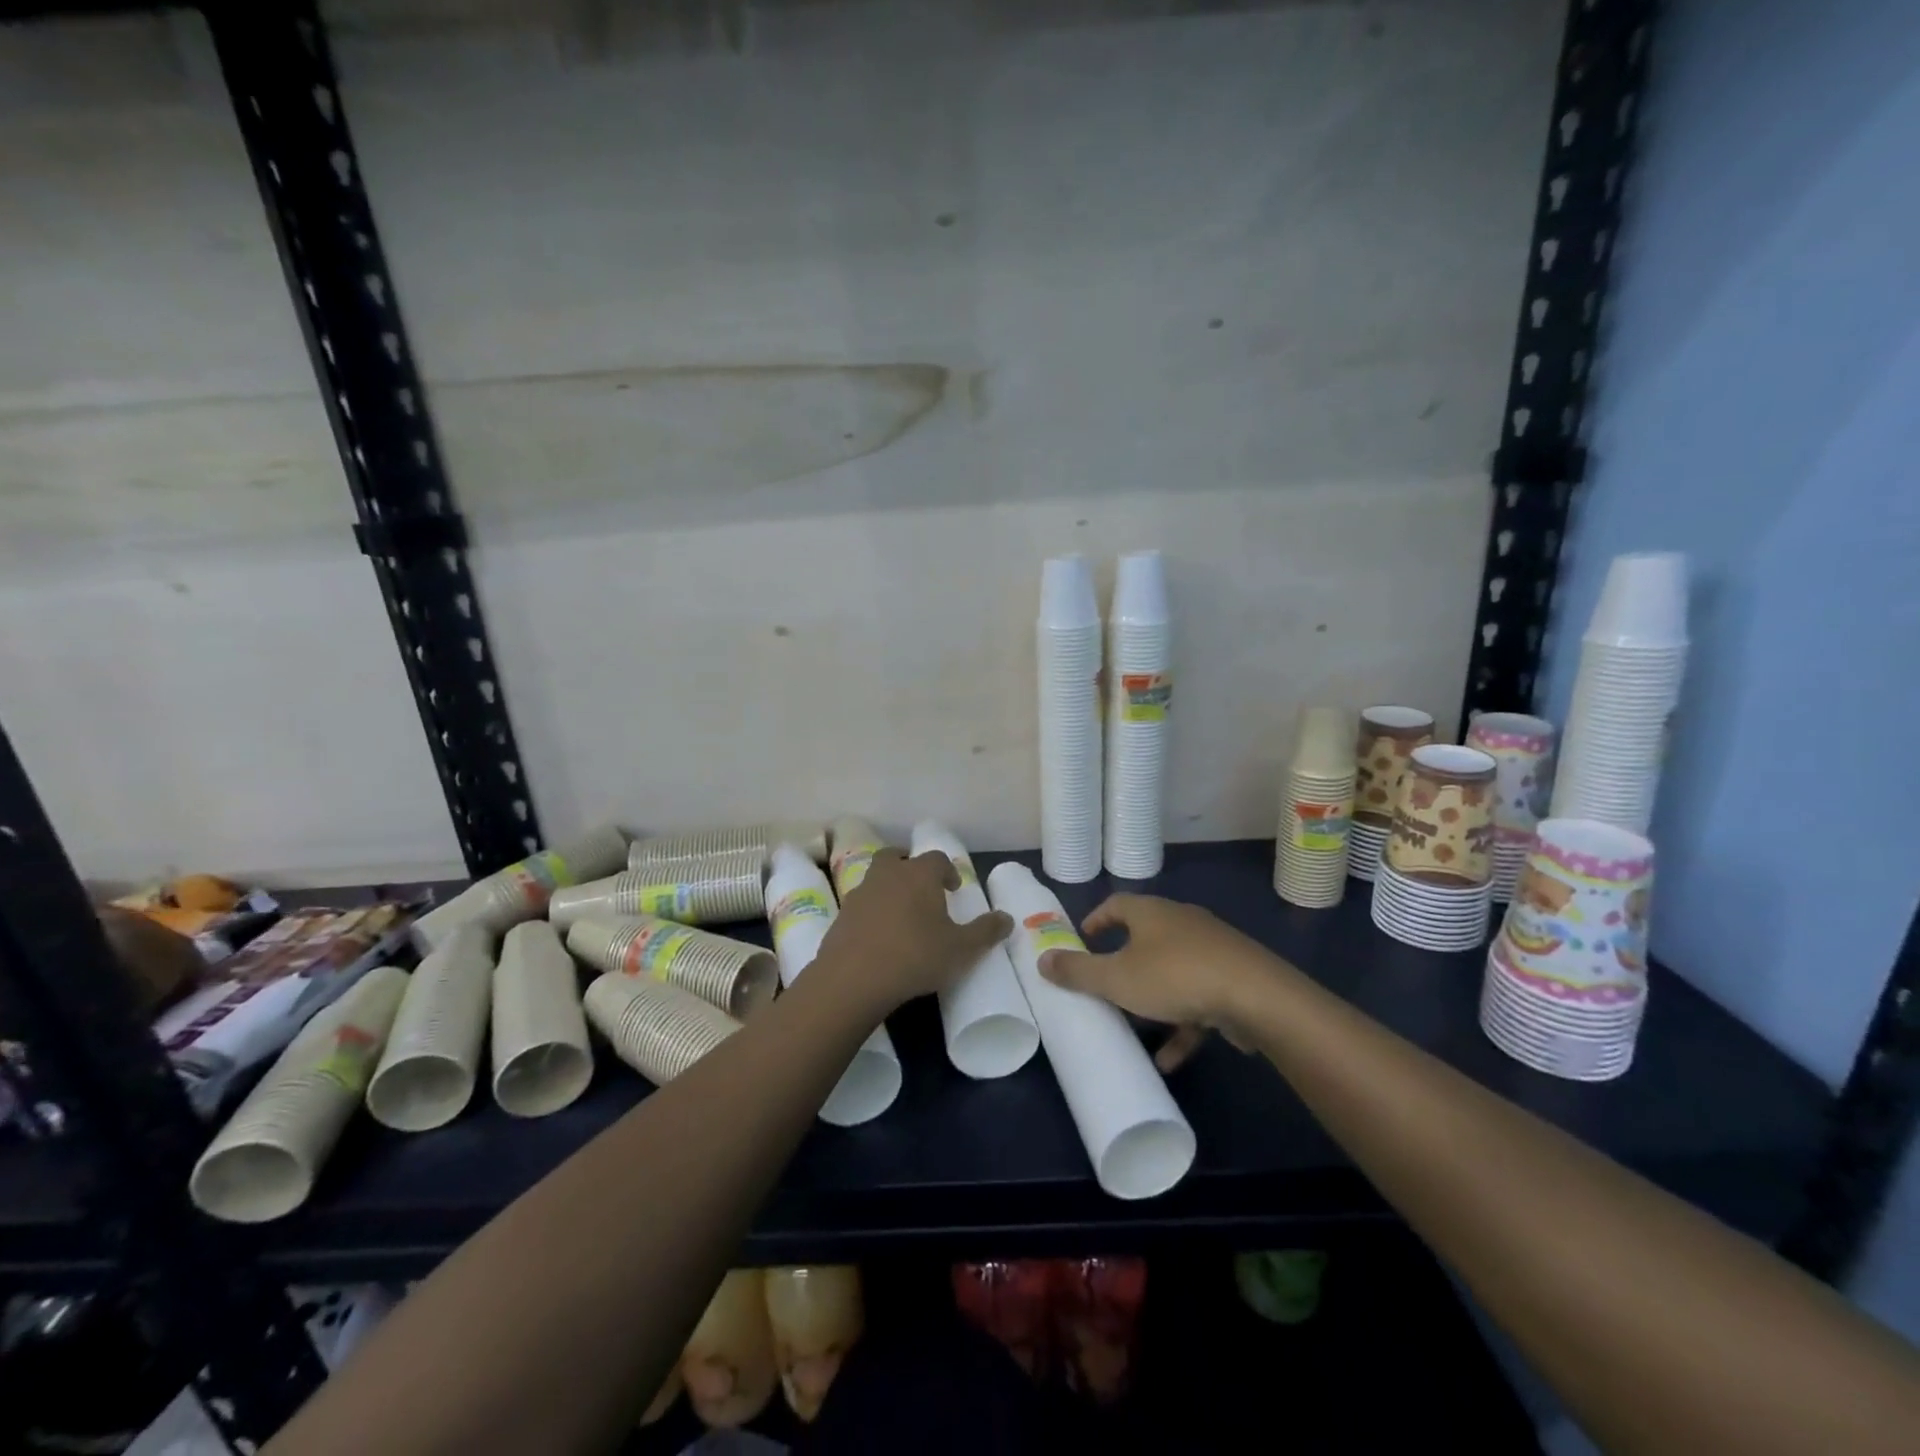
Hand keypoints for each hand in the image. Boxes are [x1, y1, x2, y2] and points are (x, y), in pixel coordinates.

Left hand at [816, 847, 1012, 1011]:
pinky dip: (871, 911)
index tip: (953, 888)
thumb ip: (986, 931)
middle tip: (921, 887)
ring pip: (876, 878)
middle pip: (896, 857)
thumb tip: (1007, 918)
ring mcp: (861, 893)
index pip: (936, 859)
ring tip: (901, 913)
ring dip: (888, 887)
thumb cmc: (915, 956)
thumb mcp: (961, 949)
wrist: (853, 978)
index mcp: (919, 875)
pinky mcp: (841, 915)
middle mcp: (888, 875)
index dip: (947, 870)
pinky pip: (861, 904)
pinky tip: (879, 935)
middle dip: (909, 866)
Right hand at [1038, 894, 1284, 1070]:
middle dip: (1124, 963)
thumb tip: (1041, 960)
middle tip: (1105, 984)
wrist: (1256, 996)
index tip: (1082, 940)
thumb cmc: (1175, 976)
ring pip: (1172, 971)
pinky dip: (1182, 1023)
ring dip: (1153, 1001)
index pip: (1115, 905)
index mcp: (1151, 912)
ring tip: (1136, 1030)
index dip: (1095, 921)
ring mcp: (1211, 948)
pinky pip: (1198, 997)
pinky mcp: (1233, 977)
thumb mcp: (1116, 978)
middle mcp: (1181, 922)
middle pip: (1145, 937)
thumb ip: (1078, 971)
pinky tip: (1170, 1059)